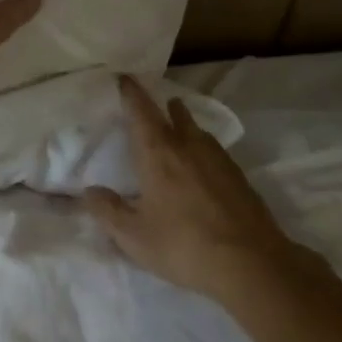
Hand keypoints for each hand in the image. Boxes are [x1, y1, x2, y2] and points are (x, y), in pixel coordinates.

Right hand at [84, 76, 305, 302]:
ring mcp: (218, 159)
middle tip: (156, 104)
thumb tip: (89, 191)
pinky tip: (203, 167)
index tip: (125, 77)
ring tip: (178, 129)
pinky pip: (215, 151)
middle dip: (163, 105)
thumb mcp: (134, 237)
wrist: (252, 264)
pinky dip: (204, 149)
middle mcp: (187, 145)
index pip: (140, 110)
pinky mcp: (240, 177)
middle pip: (174, 113)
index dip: (131, 92)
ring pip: (198, 130)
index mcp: (157, 152)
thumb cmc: (183, 245)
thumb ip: (108, 211)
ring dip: (185, 124)